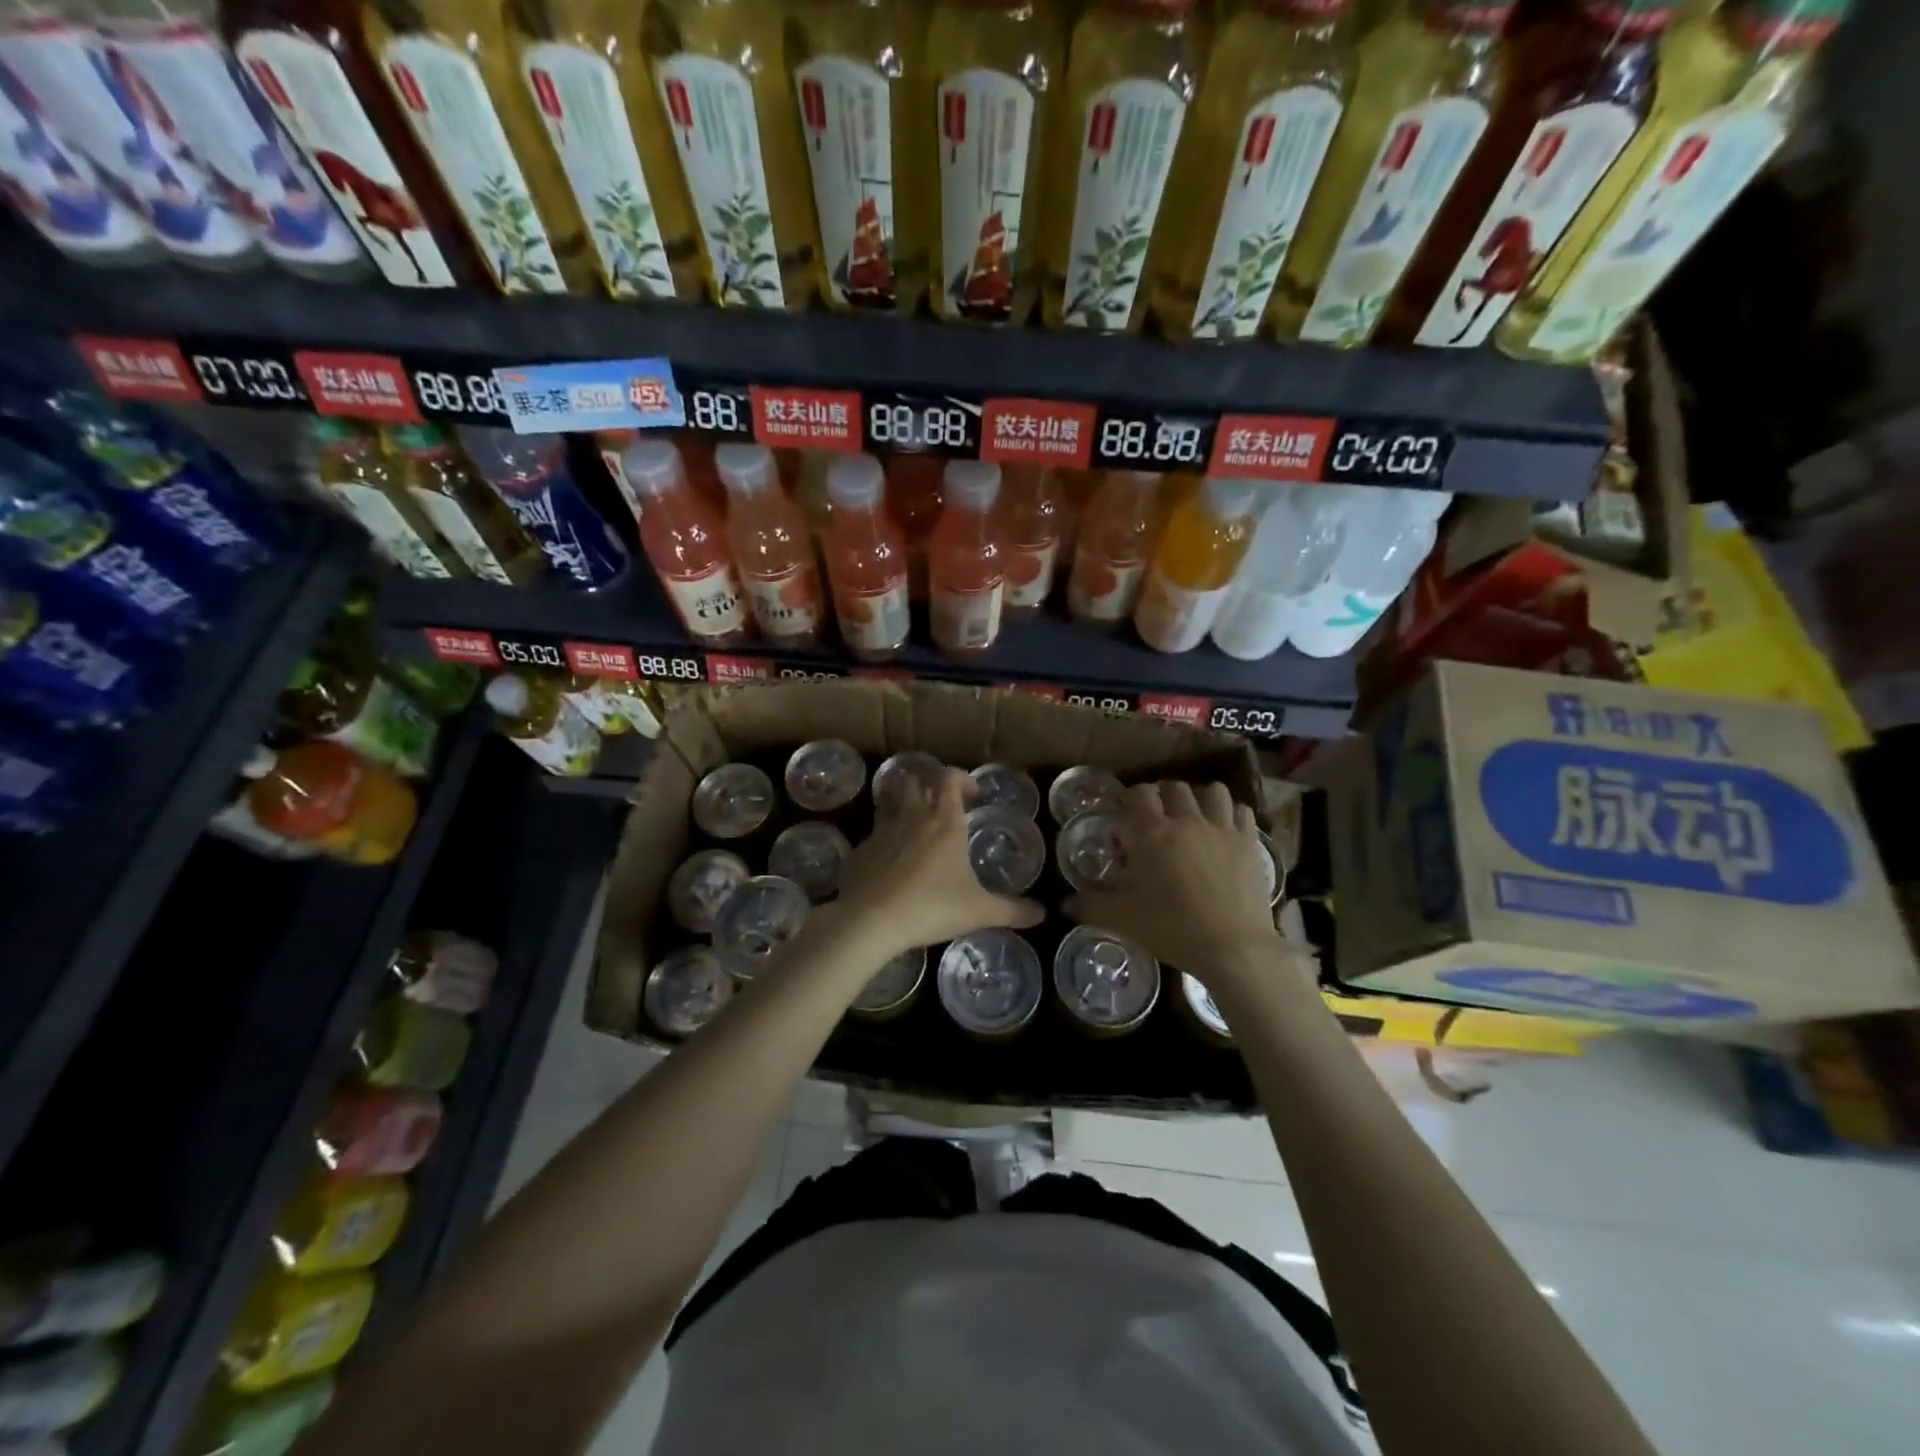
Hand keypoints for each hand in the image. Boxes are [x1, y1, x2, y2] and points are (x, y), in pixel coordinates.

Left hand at [833, 768, 1042, 959]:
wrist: (870, 920)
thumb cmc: (931, 907)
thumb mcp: (979, 911)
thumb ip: (1012, 911)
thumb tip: (1042, 914)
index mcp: (943, 820)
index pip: (949, 777)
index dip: (961, 778)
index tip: (972, 793)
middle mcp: (911, 815)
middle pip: (915, 778)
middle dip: (928, 782)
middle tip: (942, 802)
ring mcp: (881, 830)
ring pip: (890, 798)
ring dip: (902, 800)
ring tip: (916, 822)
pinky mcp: (860, 849)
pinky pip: (874, 831)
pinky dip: (885, 836)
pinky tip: (893, 860)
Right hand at [1065, 780, 1308, 993]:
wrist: (1234, 948)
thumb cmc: (1172, 929)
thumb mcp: (1123, 920)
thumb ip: (1091, 906)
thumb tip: (1064, 903)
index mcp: (1151, 834)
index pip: (1139, 794)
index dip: (1131, 797)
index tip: (1126, 811)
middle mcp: (1186, 821)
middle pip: (1175, 787)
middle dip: (1163, 795)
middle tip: (1157, 815)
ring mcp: (1222, 829)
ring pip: (1212, 791)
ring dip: (1200, 797)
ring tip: (1194, 815)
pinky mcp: (1249, 843)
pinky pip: (1243, 811)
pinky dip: (1232, 813)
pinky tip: (1227, 828)